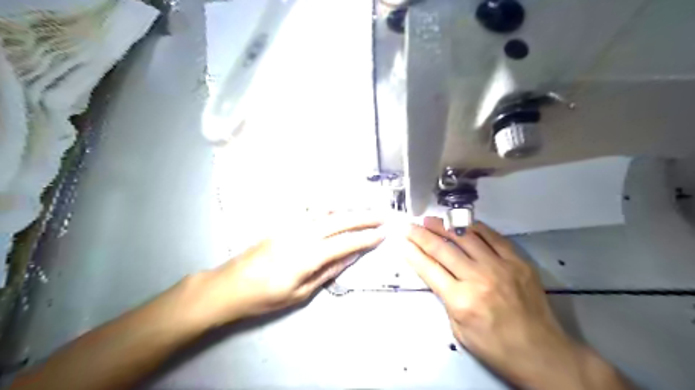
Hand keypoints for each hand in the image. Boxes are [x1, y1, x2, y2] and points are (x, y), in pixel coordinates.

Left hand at [189, 211, 385, 324]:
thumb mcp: (300, 292)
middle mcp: (302, 234)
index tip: (383, 234)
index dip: (366, 238)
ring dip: (348, 209)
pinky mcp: (283, 223)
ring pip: (326, 212)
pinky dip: (329, 208)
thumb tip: (351, 257)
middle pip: (339, 221)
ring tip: (365, 209)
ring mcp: (291, 226)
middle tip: (382, 216)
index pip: (345, 242)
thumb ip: (328, 271)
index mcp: (308, 255)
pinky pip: (311, 211)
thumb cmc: (265, 296)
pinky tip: (337, 208)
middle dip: (363, 218)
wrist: (229, 285)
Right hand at [402, 218, 585, 388]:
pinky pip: (492, 237)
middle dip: (421, 235)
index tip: (402, 240)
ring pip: (465, 238)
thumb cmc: (495, 347)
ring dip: (444, 227)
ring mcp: (500, 266)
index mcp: (461, 300)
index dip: (412, 252)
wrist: (542, 353)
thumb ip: (446, 298)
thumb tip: (436, 273)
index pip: (429, 268)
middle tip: (409, 226)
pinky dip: (474, 228)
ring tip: (430, 220)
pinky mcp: (517, 261)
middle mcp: (478, 278)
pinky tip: (462, 224)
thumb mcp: (458, 329)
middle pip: (442, 249)